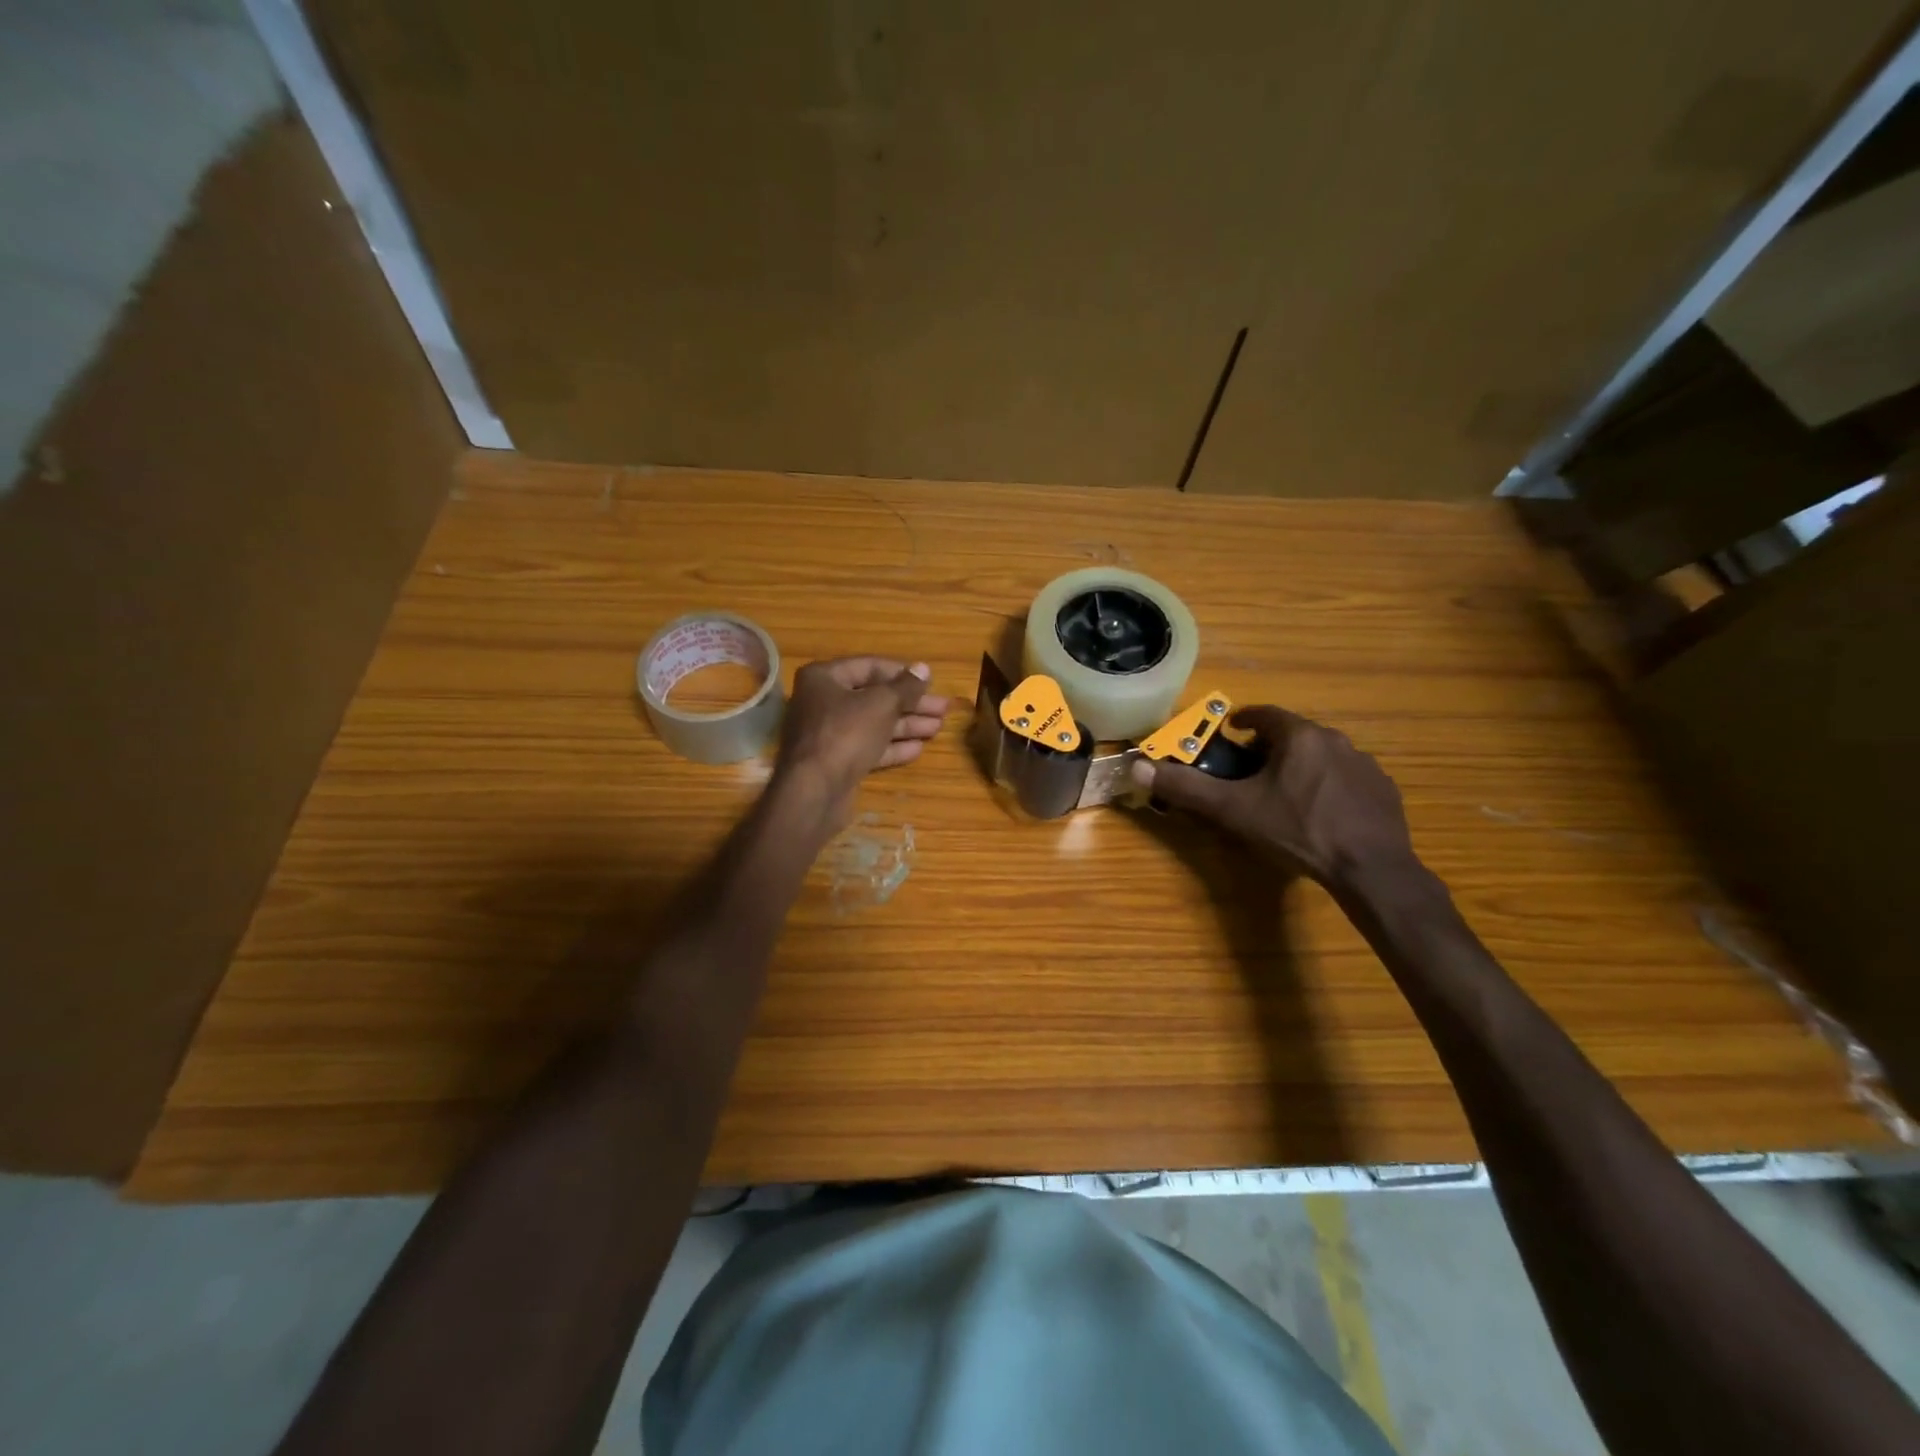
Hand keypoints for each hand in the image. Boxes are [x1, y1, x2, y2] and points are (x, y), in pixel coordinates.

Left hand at [775, 657, 952, 825]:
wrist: (814, 791)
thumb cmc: (845, 734)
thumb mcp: (882, 704)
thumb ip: (905, 687)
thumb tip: (924, 669)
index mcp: (824, 678)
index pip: (869, 667)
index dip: (902, 674)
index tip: (930, 682)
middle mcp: (822, 702)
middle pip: (874, 697)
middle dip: (910, 703)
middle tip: (943, 708)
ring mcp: (828, 734)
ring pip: (874, 724)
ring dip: (906, 725)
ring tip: (938, 727)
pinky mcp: (836, 762)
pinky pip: (868, 747)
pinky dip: (892, 746)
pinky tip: (919, 748)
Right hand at [1130, 706, 1415, 889]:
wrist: (1369, 868)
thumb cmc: (1296, 830)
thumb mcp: (1234, 810)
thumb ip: (1187, 787)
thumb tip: (1139, 768)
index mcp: (1299, 737)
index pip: (1265, 715)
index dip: (1244, 721)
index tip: (1231, 732)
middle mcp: (1335, 740)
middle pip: (1294, 734)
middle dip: (1270, 747)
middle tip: (1251, 770)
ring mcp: (1365, 765)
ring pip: (1323, 756)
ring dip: (1303, 766)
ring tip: (1285, 794)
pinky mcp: (1384, 790)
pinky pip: (1348, 779)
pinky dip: (1330, 787)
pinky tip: (1322, 814)